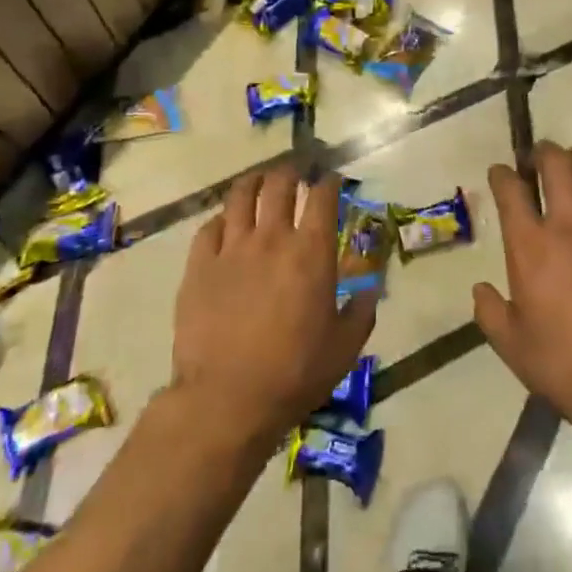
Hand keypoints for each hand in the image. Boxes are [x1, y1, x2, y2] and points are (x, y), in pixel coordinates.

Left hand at [171, 165, 375, 439]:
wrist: (227, 399)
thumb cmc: (295, 373)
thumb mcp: (345, 347)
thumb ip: (362, 309)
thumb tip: (371, 286)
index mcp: (311, 252)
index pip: (323, 197)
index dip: (330, 182)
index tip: (332, 180)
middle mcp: (272, 238)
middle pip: (280, 184)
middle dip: (291, 172)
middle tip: (296, 173)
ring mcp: (231, 249)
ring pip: (241, 196)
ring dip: (254, 182)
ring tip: (260, 181)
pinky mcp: (199, 266)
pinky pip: (209, 227)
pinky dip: (222, 219)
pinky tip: (226, 224)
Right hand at [474, 142, 571, 435]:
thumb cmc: (565, 367)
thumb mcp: (511, 346)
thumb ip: (490, 312)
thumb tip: (480, 289)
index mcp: (530, 248)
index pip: (511, 192)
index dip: (502, 175)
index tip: (500, 172)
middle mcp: (570, 227)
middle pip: (556, 167)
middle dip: (543, 152)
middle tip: (540, 155)